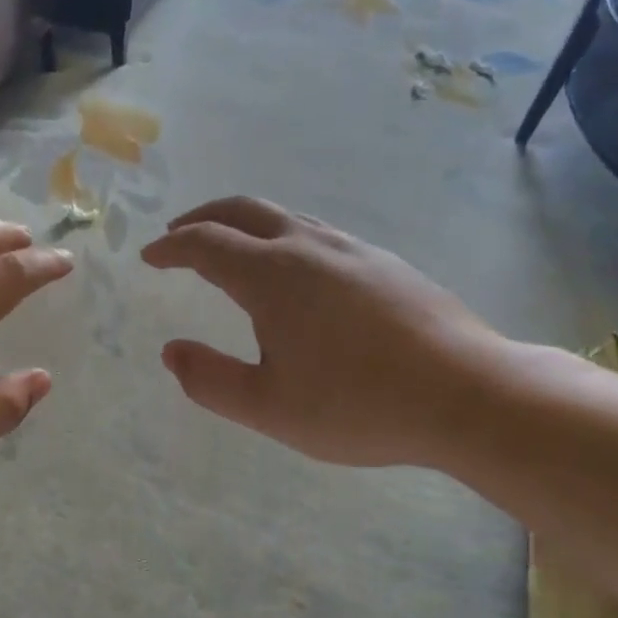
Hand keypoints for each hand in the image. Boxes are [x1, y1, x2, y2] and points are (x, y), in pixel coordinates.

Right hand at [140, 197, 509, 468]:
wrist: (468, 393)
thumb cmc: (359, 404)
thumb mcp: (269, 407)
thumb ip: (210, 380)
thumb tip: (171, 352)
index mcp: (271, 275)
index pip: (205, 244)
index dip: (171, 247)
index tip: (150, 256)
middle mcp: (307, 246)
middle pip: (242, 210)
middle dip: (202, 218)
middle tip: (179, 234)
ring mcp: (351, 249)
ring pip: (283, 216)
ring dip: (244, 223)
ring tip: (230, 246)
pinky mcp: (383, 262)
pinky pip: (316, 232)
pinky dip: (282, 236)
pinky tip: (293, 269)